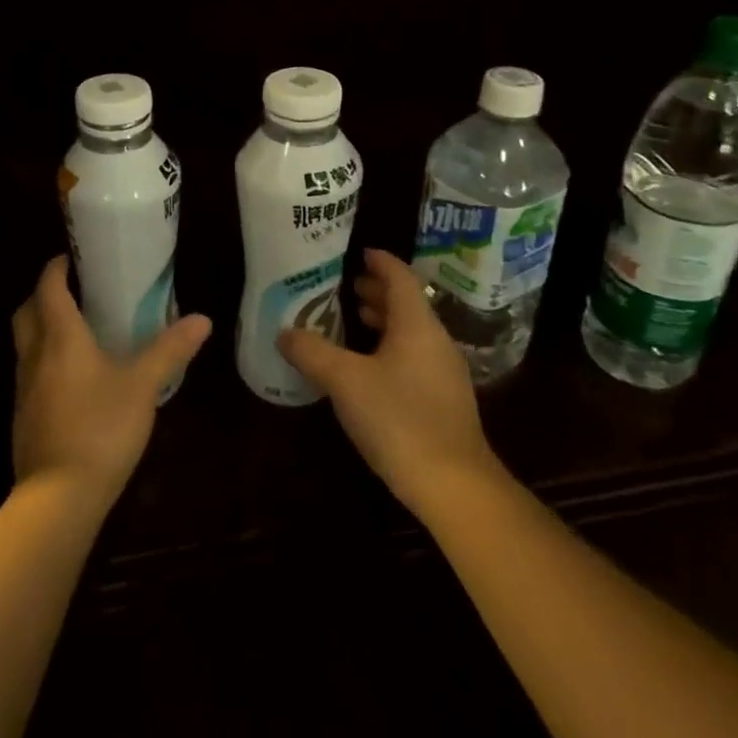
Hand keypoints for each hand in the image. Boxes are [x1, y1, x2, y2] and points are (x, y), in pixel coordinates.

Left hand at [10, 256, 211, 509]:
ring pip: (25, 344)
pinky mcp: (24, 416)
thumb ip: (170, 350)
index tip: (71, 258)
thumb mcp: (143, 385)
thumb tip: (202, 319)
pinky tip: (72, 381)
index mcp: (60, 337)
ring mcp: (24, 388)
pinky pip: (30, 374)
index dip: (56, 269)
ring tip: (76, 333)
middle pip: (27, 312)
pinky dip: (45, 362)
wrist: (59, 495)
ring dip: (41, 329)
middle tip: (72, 292)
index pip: (49, 288)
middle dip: (43, 296)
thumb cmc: (101, 428)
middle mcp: (35, 356)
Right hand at [279, 248, 506, 522]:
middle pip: (407, 304)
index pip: (400, 278)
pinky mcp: (443, 401)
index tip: (359, 252)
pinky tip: (368, 367)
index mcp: (416, 324)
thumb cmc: (398, 418)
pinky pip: (414, 357)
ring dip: (384, 321)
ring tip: (353, 318)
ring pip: (411, 332)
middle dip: (377, 291)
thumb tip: (284, 332)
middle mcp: (435, 341)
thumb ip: (312, 351)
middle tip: (345, 285)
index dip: (380, 261)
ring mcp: (444, 373)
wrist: (453, 485)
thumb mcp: (344, 381)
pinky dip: (390, 348)